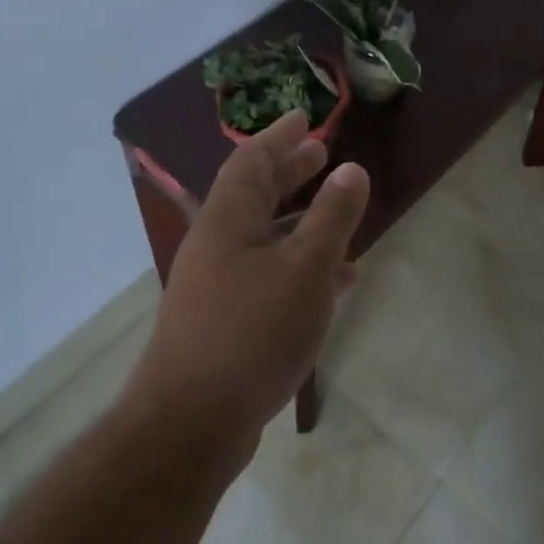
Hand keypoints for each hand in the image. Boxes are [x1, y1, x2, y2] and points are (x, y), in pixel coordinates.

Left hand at [134, 112, 369, 448]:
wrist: (191, 426)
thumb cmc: (252, 331)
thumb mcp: (305, 267)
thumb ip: (332, 216)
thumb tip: (352, 169)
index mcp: (227, 221)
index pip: (251, 161)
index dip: (278, 136)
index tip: (303, 117)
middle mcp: (216, 246)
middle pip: (254, 195)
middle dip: (289, 173)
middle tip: (320, 154)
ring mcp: (216, 287)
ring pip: (264, 239)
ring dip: (300, 222)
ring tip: (339, 215)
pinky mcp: (224, 324)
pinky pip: (267, 277)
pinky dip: (299, 268)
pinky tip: (333, 284)